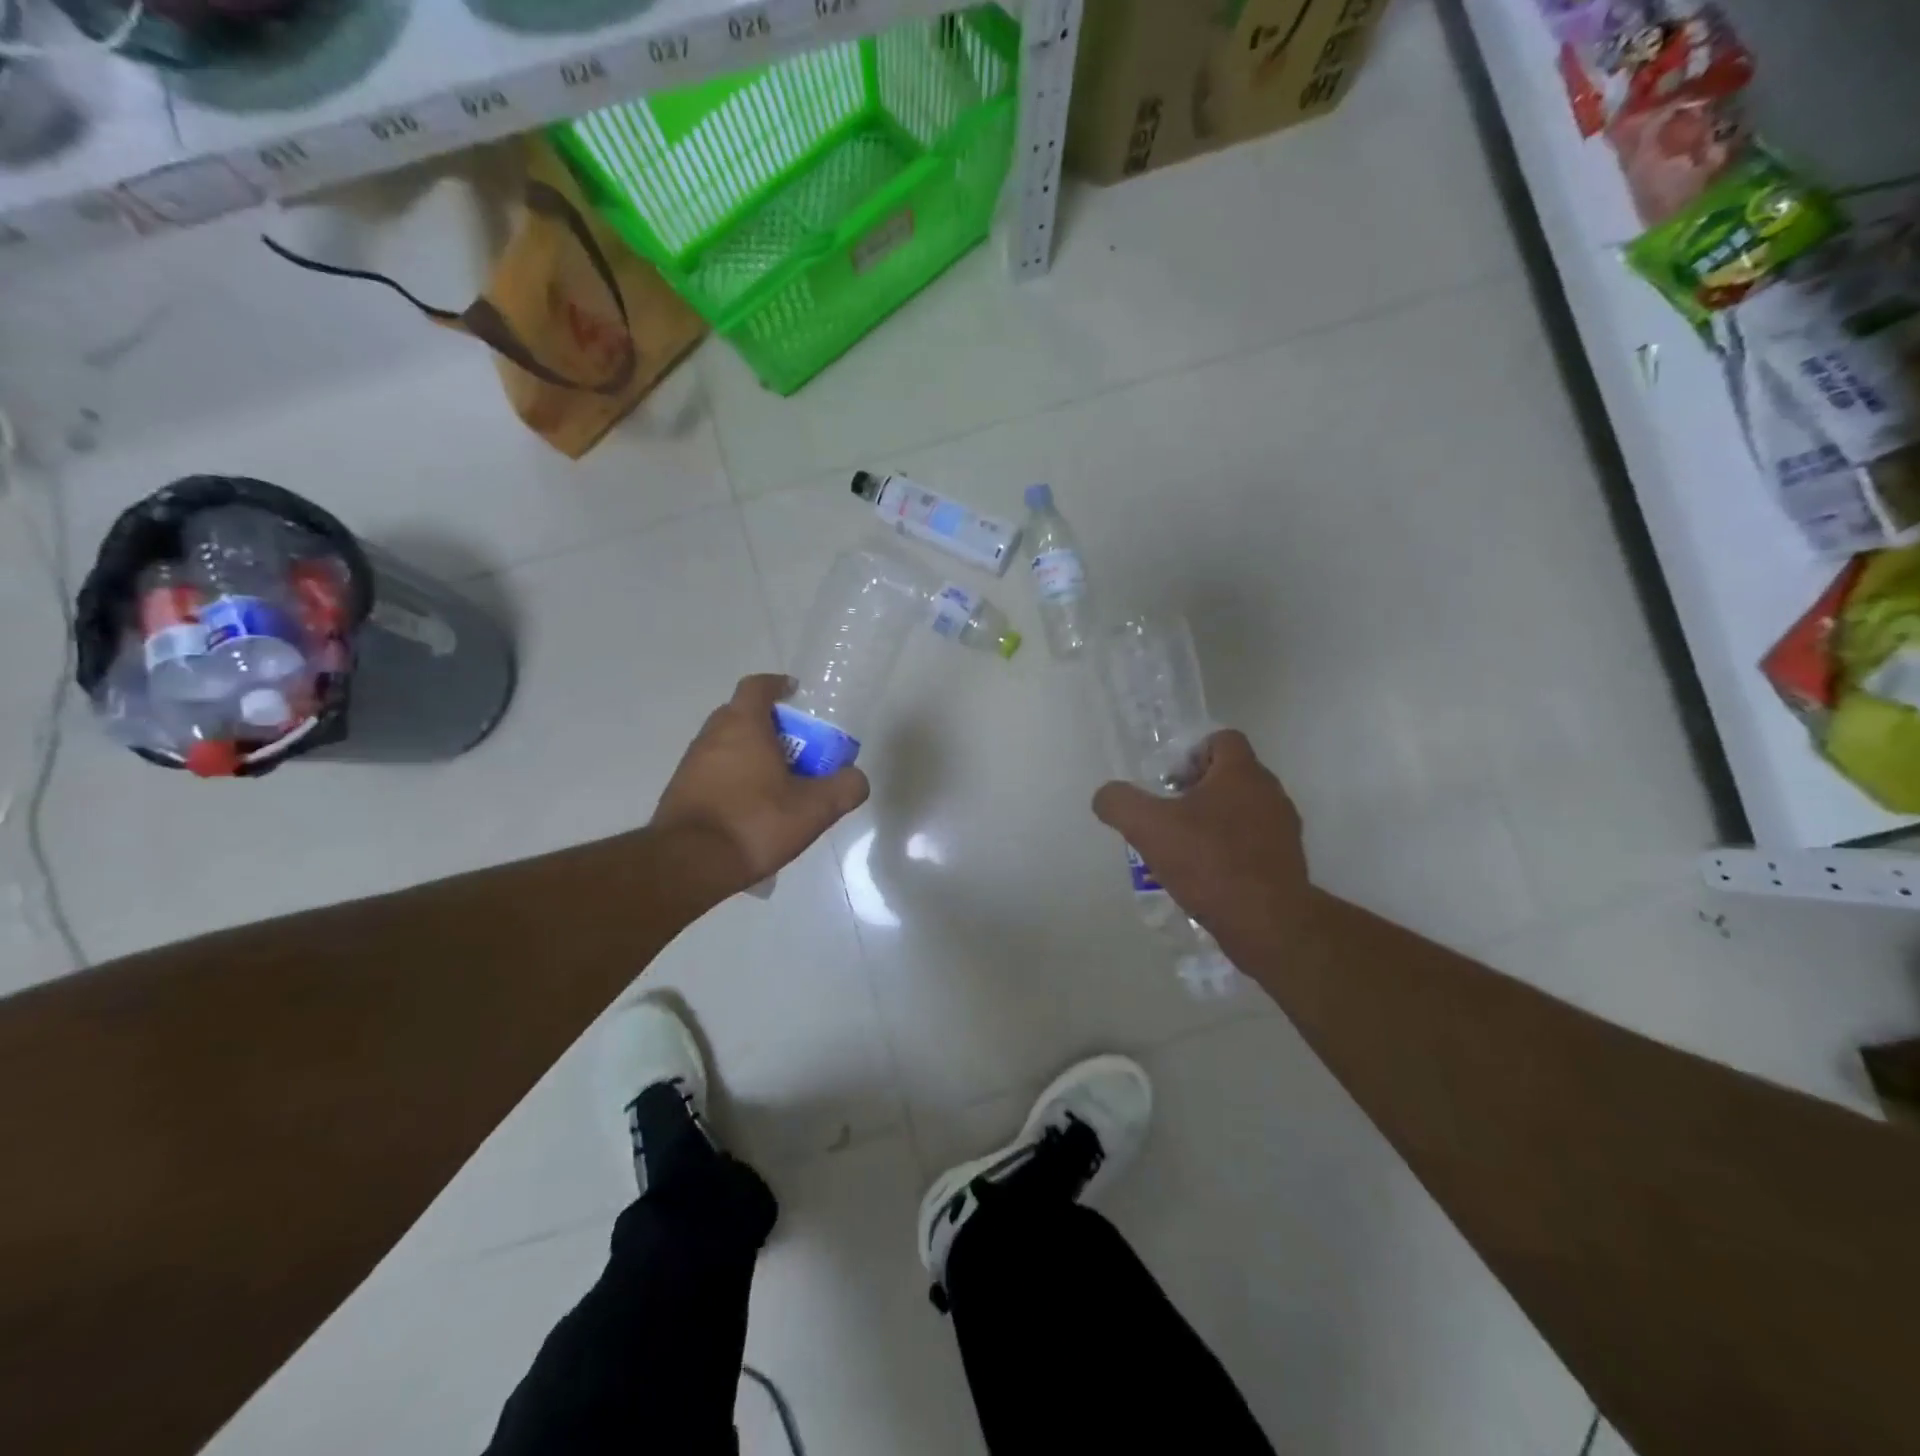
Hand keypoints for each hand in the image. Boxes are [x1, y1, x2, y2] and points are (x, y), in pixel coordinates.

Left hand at [651, 674, 869, 899]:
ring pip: (727, 745)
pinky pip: (714, 772)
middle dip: (771, 726)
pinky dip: (734, 779)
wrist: (689, 864)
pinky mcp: (680, 791)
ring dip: (752, 755)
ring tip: (777, 785)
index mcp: (743, 725)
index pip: (758, 686)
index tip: (796, 694)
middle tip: (797, 749)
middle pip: (742, 715)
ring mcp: (691, 763)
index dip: (778, 685)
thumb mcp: (815, 808)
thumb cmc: (755, 823)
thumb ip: (844, 788)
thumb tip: (855, 778)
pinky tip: (752, 810)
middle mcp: (712, 735)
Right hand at [1091, 730, 1313, 946]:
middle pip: (1231, 775)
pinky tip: (1207, 875)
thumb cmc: (1208, 861)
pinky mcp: (1287, 861)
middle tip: (1169, 815)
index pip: (1222, 739)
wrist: (1266, 921)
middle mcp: (1269, 792)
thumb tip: (1106, 796)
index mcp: (1241, 772)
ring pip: (1243, 810)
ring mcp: (1283, 828)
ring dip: (1214, 821)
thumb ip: (1119, 802)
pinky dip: (1231, 849)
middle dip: (1198, 790)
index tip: (1169, 782)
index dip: (1192, 753)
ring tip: (1185, 849)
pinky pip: (1253, 842)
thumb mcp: (1147, 827)